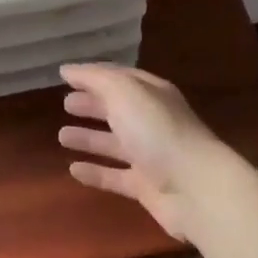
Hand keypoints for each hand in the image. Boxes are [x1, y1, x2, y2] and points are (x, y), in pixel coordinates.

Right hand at [57, 63, 227, 242]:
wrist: (196, 188)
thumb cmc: (158, 131)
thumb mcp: (125, 92)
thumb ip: (95, 79)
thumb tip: (67, 69)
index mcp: (150, 93)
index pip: (119, 77)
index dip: (93, 76)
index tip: (66, 76)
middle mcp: (151, 121)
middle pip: (117, 109)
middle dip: (92, 104)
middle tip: (65, 104)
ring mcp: (150, 155)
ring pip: (114, 143)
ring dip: (89, 138)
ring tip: (61, 136)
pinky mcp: (146, 186)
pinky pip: (115, 176)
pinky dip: (95, 172)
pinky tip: (73, 170)